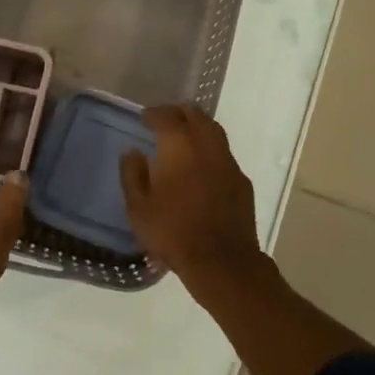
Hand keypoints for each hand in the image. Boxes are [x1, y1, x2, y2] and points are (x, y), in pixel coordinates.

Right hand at [120, 106, 261, 290]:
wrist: (221, 261)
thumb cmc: (173, 232)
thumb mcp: (138, 208)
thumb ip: (132, 175)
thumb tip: (132, 152)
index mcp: (179, 145)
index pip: (166, 116)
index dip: (154, 113)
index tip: (145, 118)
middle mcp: (206, 145)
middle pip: (195, 114)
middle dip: (179, 113)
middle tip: (166, 120)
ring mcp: (228, 161)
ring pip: (214, 130)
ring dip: (198, 127)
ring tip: (185, 137)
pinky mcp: (242, 180)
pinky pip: (224, 154)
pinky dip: (211, 150)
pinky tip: (204, 165)